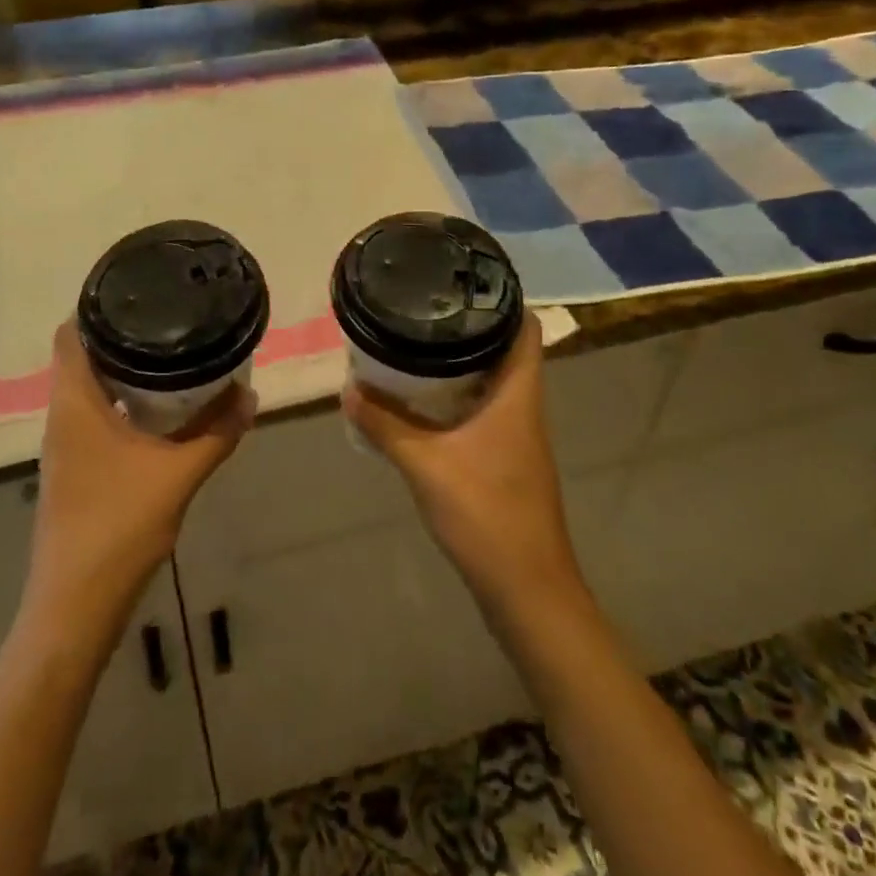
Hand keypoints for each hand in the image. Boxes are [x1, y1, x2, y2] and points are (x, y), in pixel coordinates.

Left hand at [24, 321, 252, 628]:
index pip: (70, 334)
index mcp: (75, 404)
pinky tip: (162, 411)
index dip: (96, 307)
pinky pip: (98, 417)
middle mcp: (63, 417)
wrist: (75, 607)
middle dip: (122, 336)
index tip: (138, 291)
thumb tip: (249, 394)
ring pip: (91, 389)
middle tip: (170, 318)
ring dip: (125, 371)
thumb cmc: (117, 528)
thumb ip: (216, 433)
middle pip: (82, 357)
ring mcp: (67, 446)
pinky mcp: (76, 470)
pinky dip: (125, 403)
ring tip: (173, 354)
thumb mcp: (178, 475)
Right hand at [343, 322, 581, 609]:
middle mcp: (524, 408)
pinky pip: (483, 412)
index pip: (526, 329)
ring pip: (493, 383)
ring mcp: (518, 437)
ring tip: (415, 348)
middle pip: (506, 351)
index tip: (462, 284)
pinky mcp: (506, 461)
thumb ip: (385, 426)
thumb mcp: (425, 465)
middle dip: (468, 330)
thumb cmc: (486, 514)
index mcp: (518, 395)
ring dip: (460, 366)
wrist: (527, 591)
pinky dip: (456, 400)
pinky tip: (421, 406)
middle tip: (423, 312)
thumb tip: (348, 389)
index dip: (502, 300)